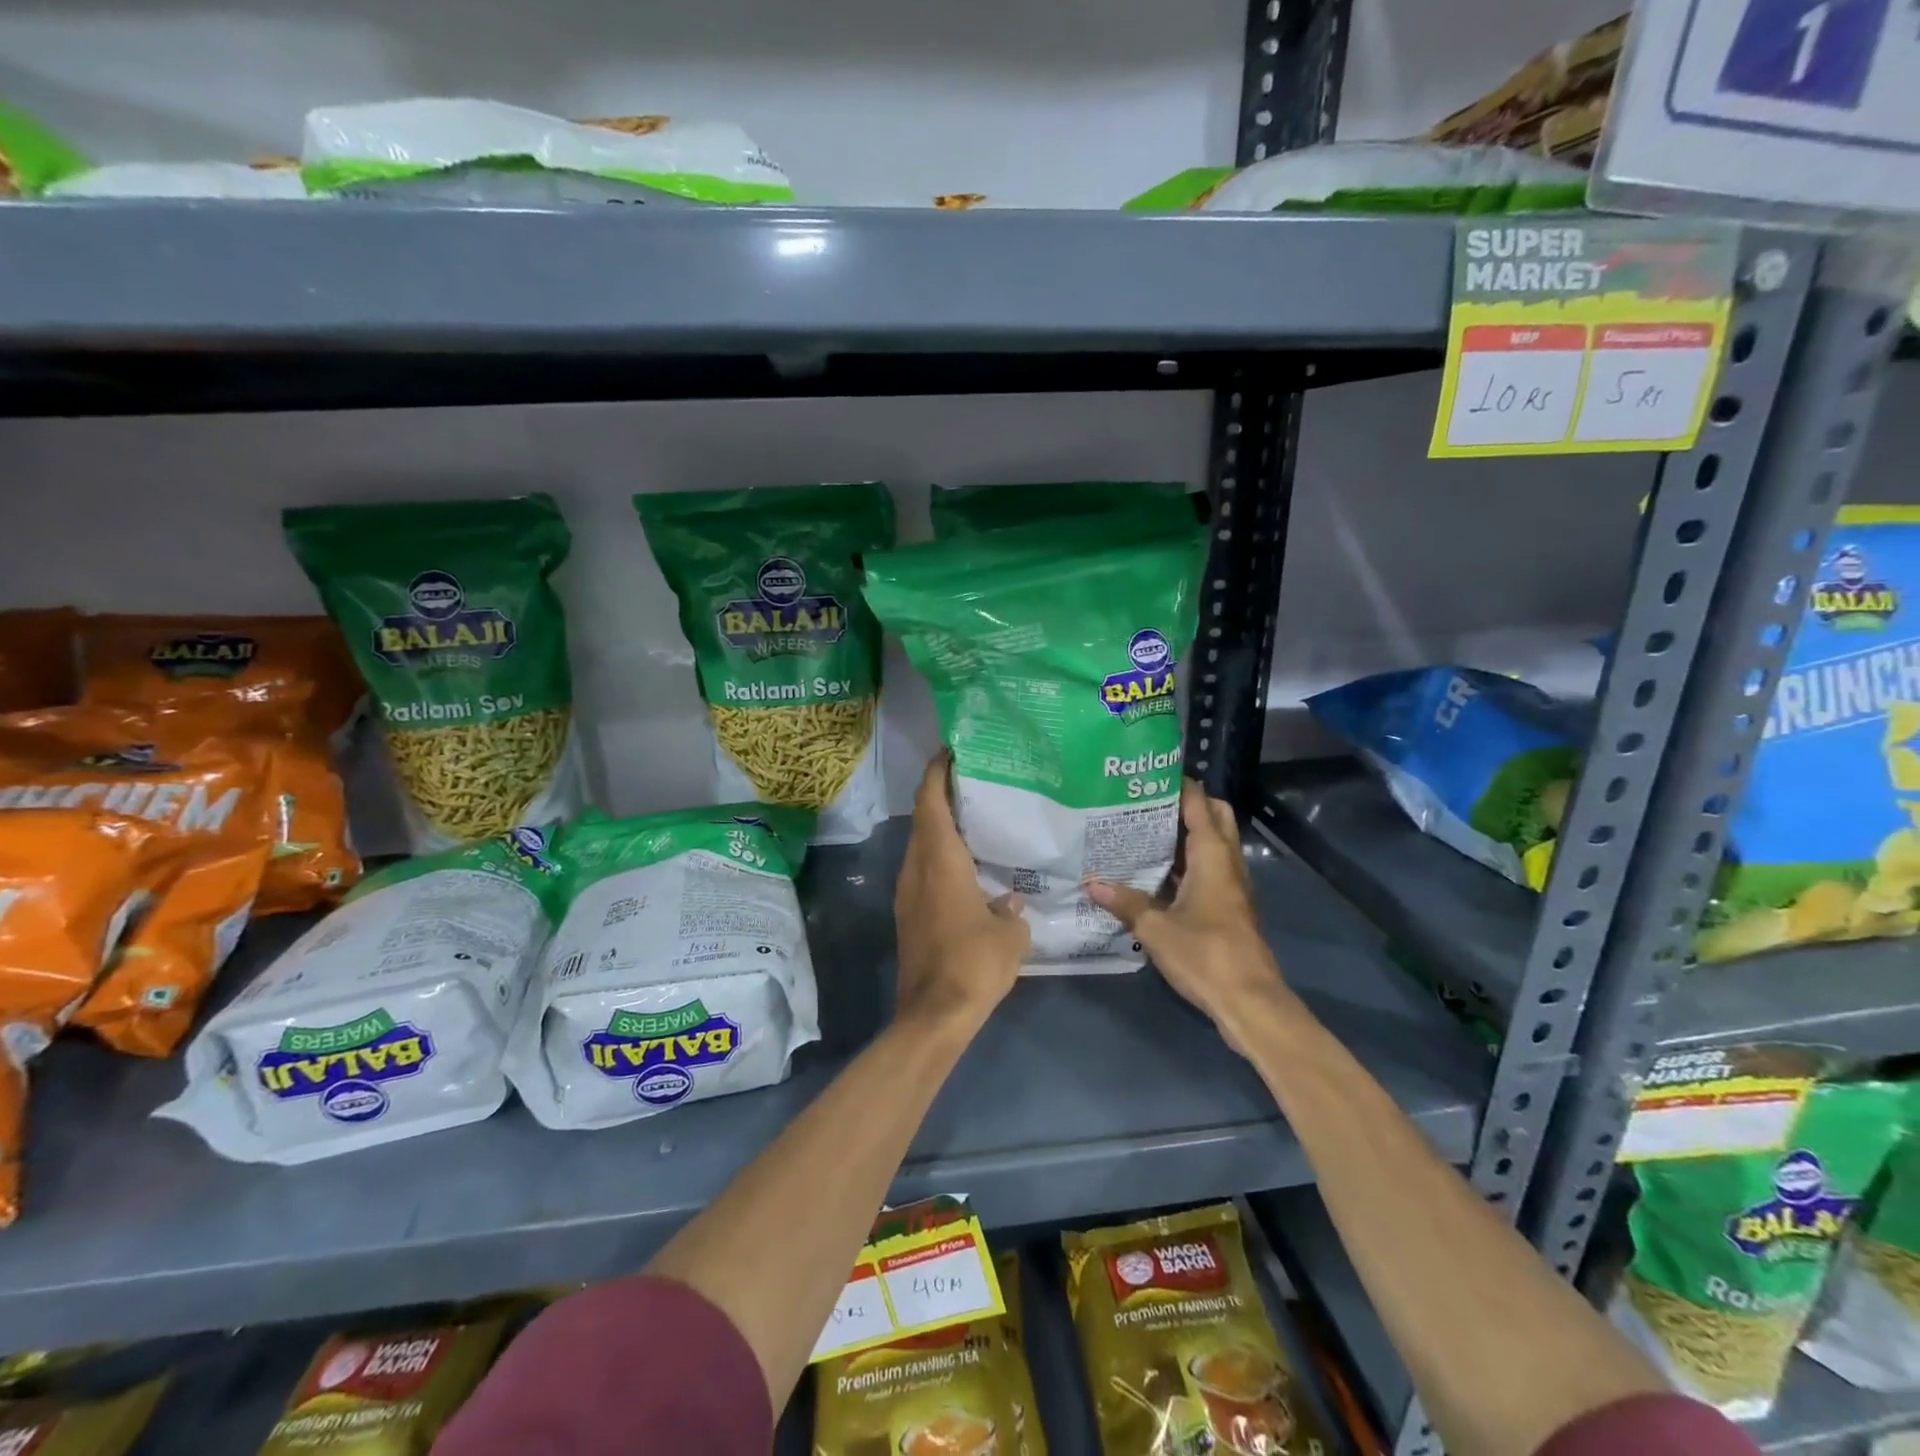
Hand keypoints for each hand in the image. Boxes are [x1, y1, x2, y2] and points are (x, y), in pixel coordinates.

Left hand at [893, 752, 1028, 1031]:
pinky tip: (971, 867)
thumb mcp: (1010, 935)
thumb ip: (1011, 908)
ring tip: (977, 820)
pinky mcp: (909, 915)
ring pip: (922, 846)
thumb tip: (1008, 900)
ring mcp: (908, 893)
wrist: (933, 1015)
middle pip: (923, 818)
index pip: (930, 801)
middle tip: (976, 782)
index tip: (952, 751)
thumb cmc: (974, 964)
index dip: (938, 772)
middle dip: (943, 795)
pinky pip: (924, 871)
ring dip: (942, 827)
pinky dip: (942, 856)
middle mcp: (917, 869)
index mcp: (939, 861)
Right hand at [1086, 779, 1300, 1053]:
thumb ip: (1124, 902)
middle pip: (1214, 817)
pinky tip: (1156, 871)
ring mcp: (1231, 885)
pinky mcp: (1228, 906)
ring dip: (1186, 833)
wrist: (1249, 1001)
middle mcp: (1226, 862)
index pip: (1198, 804)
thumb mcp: (1155, 928)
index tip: (1147, 775)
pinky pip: (1208, 868)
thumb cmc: (1205, 954)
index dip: (1178, 785)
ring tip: (1144, 830)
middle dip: (1187, 804)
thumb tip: (1090, 882)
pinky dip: (1187, 861)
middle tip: (1146, 803)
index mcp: (1212, 856)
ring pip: (1213, 843)